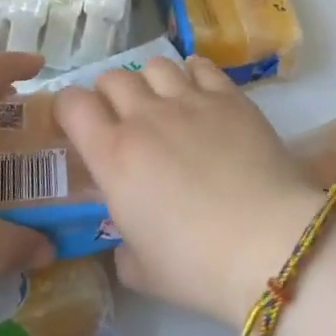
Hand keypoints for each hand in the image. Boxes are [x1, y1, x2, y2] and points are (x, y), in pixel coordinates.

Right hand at [54, 56, 323, 331]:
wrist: (267, 243)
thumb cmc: (196, 265)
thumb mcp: (142, 271)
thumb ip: (124, 246)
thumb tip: (128, 238)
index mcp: (114, 156)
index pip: (73, 105)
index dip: (68, 108)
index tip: (75, 123)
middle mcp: (145, 117)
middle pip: (113, 78)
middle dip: (108, 93)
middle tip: (120, 117)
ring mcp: (190, 100)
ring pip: (155, 65)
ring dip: (149, 81)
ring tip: (162, 101)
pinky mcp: (229, 96)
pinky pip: (200, 65)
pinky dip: (192, 73)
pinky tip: (198, 92)